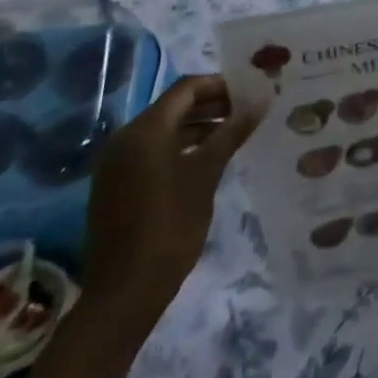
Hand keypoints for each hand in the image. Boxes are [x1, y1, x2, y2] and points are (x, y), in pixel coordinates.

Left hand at [81, 75, 263, 330]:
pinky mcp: (116, 186)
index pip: (187, 88)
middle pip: (174, 107)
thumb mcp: (206, 174)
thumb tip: (261, 99)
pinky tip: (208, 162)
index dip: (221, 85)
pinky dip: (181, 148)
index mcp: (145, 130)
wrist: (123, 292)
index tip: (251, 92)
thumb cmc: (170, 225)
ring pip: (164, 131)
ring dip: (199, 128)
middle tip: (248, 112)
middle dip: (212, 105)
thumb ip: (232, 132)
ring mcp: (117, 164)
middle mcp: (125, 139)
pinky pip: (153, 153)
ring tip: (235, 135)